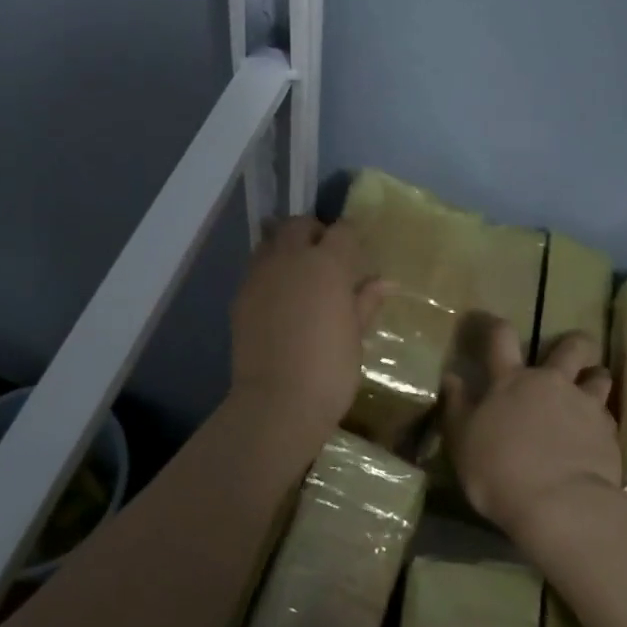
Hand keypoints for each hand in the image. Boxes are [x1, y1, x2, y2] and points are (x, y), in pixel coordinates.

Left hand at [230, 217, 384, 431]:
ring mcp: (261, 275)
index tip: (356, 253)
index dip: (351, 237)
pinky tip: (278, 297)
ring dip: (286, 246)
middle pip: (299, 225)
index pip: (342, 231)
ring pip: (271, 240)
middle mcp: (291, 258)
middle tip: (325, 256)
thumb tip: (385, 282)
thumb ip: (366, 302)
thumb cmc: (330, 369)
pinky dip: (269, 271)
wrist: (277, 401)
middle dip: (313, 232)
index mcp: (327, 264)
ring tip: (298, 272)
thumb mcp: (355, 335)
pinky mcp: (241, 295)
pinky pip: (256, 269)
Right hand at [442, 317, 621, 538]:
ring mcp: (584, 405)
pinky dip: (601, 420)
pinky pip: (608, 416)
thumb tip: (452, 377)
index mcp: (510, 380)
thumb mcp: (461, 440)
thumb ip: (457, 405)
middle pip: (572, 347)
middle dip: (574, 344)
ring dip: (595, 378)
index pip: (502, 336)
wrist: (558, 505)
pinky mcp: (609, 433)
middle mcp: (550, 383)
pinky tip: (595, 436)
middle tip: (571, 354)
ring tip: (591, 390)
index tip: (493, 324)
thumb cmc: (498, 470)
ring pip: (599, 377)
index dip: (496, 324)